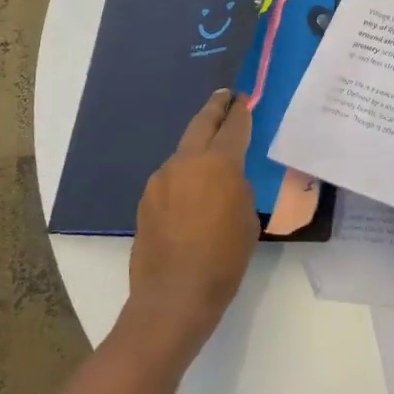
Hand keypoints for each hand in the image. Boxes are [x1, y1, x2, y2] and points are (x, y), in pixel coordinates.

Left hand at [128, 89, 260, 347]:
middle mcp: (186, 162)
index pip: (233, 127)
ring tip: (211, 155)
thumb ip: (238, 189)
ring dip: (197, 148)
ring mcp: (160, 179)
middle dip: (215, 109)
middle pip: (201, 124)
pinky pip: (170, 178)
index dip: (241, 111)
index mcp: (218, 164)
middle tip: (224, 97)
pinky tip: (191, 194)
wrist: (174, 296)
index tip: (244, 99)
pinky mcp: (146, 199)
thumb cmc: (223, 259)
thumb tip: (227, 180)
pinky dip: (183, 176)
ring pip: (183, 152)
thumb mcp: (247, 220)